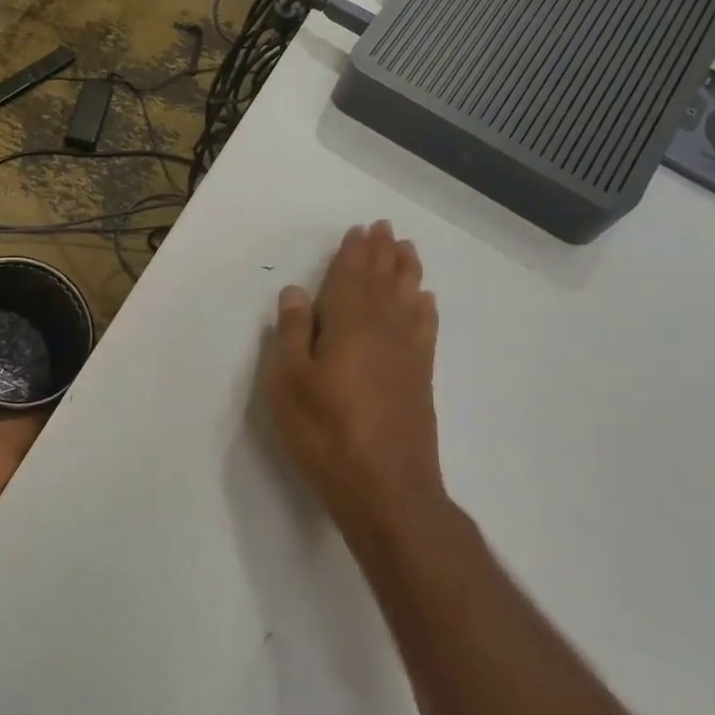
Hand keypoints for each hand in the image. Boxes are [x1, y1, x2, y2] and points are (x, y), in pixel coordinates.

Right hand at [261, 221, 447, 552]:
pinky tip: (425, 301)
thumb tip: (296, 292)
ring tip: (407, 250)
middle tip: (385, 228)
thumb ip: (291, 333)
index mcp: (349, 324)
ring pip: (408, 299)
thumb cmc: (325, 432)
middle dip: (382, 253)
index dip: (353, 253)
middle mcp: (384, 329)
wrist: (385, 487)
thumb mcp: (288, 382)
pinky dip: (424, 309)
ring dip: (406, 272)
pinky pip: (425, 328)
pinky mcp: (420, 378)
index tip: (359, 230)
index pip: (351, 277)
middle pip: (383, 281)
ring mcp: (408, 354)